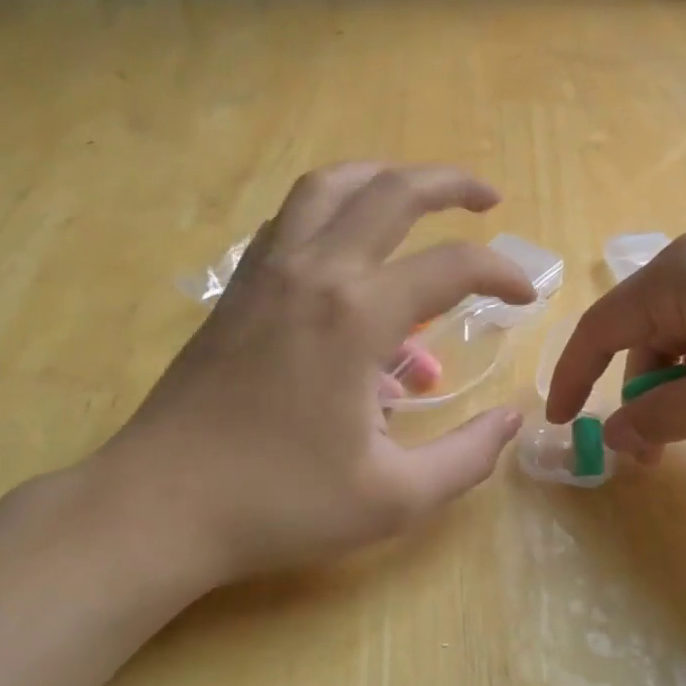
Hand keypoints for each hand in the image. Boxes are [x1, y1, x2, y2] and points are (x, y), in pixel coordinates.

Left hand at [90, 163, 535, 599]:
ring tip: (416, 197)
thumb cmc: (279, 503)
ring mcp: (267, 272)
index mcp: (357, 315)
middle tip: (487, 199)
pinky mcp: (237, 288)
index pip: (452, 266)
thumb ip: (467, 457)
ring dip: (382, 178)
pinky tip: (348, 244)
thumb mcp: (394, 498)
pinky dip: (330, 209)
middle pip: (390, 190)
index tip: (526, 298)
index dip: (502, 274)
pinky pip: (290, 220)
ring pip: (328, 187)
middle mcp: (314, 271)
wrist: (158, 507)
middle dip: (449, 183)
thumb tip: (511, 421)